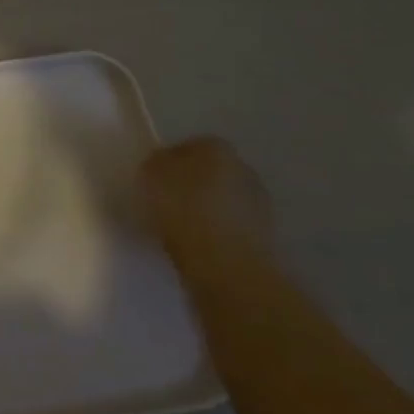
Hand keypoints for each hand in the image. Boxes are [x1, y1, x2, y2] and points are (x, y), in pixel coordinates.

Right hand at [137, 137, 272, 257]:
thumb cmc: (184, 211)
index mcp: (216, 147)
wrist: (228, 265)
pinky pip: (228, 226)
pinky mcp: (263, 236)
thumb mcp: (151, 177)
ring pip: (218, 200)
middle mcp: (242, 167)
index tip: (150, 183)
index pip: (185, 147)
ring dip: (202, 210)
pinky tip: (196, 245)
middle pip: (206, 173)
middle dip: (187, 185)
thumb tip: (160, 165)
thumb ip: (154, 164)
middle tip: (162, 203)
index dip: (165, 164)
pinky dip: (214, 232)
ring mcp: (257, 202)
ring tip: (177, 228)